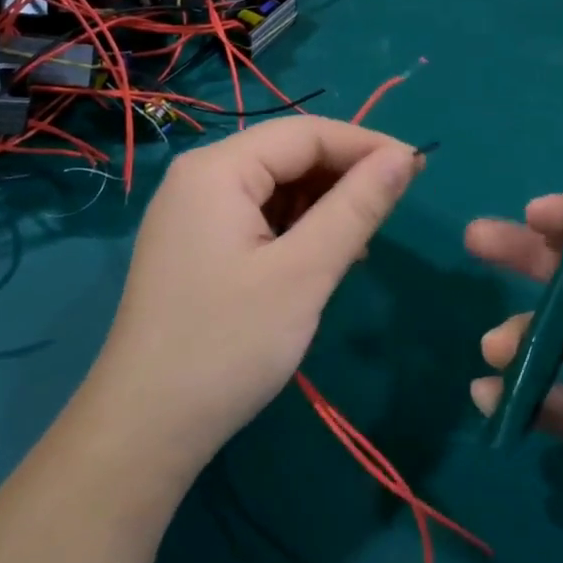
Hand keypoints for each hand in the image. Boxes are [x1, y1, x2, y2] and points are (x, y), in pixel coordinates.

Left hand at [86, 117, 421, 484]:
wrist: (145, 429)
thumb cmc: (228, 345)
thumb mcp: (304, 273)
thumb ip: (356, 208)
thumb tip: (403, 157)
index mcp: (217, 169)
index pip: (305, 133)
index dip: (365, 145)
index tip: (417, 169)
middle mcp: (199, 177)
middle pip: (286, 155)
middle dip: (343, 175)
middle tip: (394, 206)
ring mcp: (192, 212)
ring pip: (274, 186)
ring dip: (322, 204)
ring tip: (361, 240)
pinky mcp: (194, 245)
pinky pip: (256, 215)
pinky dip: (295, 228)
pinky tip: (322, 256)